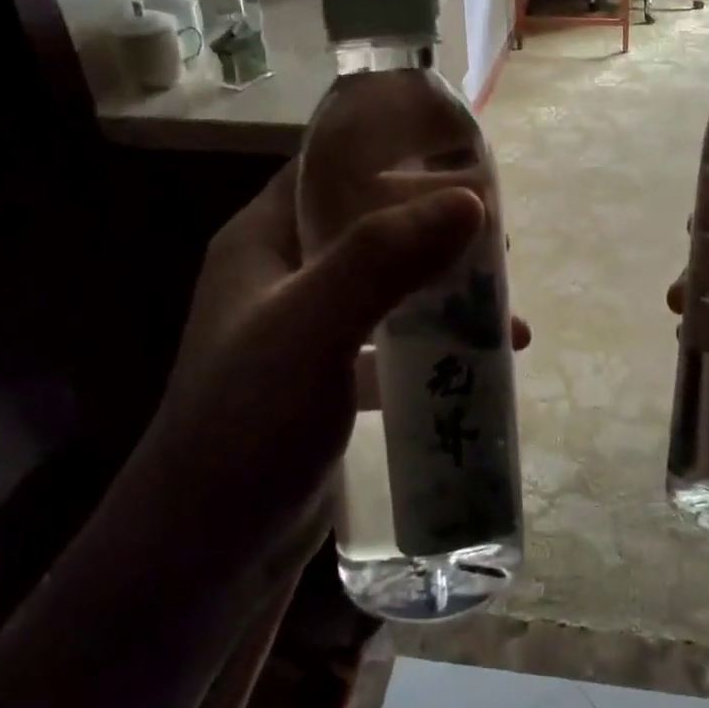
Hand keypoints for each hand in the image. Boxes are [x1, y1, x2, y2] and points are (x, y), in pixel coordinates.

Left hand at [130, 164, 527, 570]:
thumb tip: (471, 201)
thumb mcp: (311, 329)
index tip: (461, 160)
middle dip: (434, 230)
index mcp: (262, 241)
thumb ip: (382, 260)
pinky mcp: (327, 383)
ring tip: (503, 303)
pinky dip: (433, 345)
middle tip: (498, 242)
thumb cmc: (247, 425)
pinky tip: (482, 361)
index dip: (390, 154)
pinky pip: (390, 345)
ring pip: (387, 288)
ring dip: (442, 291)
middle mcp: (282, 278)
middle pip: (368, 228)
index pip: (327, 170)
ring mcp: (305, 333)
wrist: (205, 553)